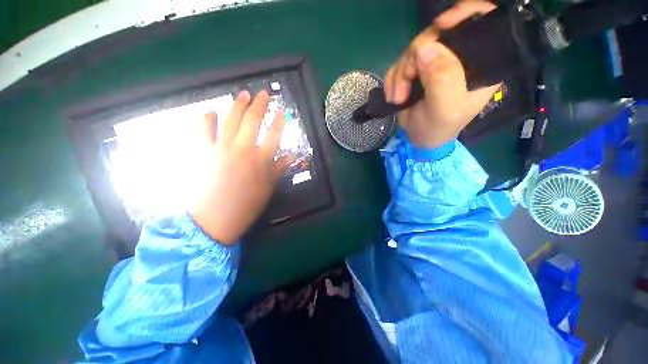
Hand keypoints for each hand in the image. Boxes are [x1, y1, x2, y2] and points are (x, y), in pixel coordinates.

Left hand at [190, 90, 294, 244]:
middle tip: (264, 93)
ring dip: (238, 104)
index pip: (274, 134)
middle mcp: (243, 148)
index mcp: (261, 159)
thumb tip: (293, 156)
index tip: (282, 110)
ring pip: (231, 119)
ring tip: (243, 94)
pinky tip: (212, 111)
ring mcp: (221, 147)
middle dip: (260, 104)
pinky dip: (207, 118)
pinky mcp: (204, 151)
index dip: (279, 120)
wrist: (216, 217)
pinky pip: (204, 129)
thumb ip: (279, 169)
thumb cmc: (247, 204)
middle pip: (252, 120)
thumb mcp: (269, 187)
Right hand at [384, 0, 500, 148]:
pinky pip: (399, 63)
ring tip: (399, 98)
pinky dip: (392, 80)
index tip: (441, 25)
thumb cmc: (438, 128)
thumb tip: (425, 48)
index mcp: (479, 63)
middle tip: (406, 85)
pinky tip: (394, 96)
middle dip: (414, 59)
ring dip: (400, 74)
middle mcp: (457, 57)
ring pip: (413, 49)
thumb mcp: (445, 109)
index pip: (481, 21)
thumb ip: (442, 79)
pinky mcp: (416, 70)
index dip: (463, 14)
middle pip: (436, 34)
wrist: (418, 139)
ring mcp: (434, 62)